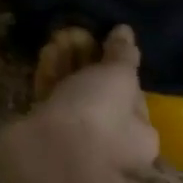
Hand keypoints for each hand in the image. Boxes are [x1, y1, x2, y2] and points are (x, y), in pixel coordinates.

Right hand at [0, 25, 157, 182]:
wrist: (50, 151)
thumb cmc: (98, 116)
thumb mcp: (119, 78)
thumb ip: (122, 54)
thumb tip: (125, 31)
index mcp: (139, 133)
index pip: (132, 94)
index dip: (118, 65)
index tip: (103, 41)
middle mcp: (109, 139)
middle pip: (98, 92)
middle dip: (87, 62)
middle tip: (76, 33)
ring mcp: (74, 136)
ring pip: (71, 94)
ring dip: (65, 65)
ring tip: (57, 35)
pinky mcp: (43, 130)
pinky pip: (48, 98)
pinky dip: (48, 76)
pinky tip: (44, 52)